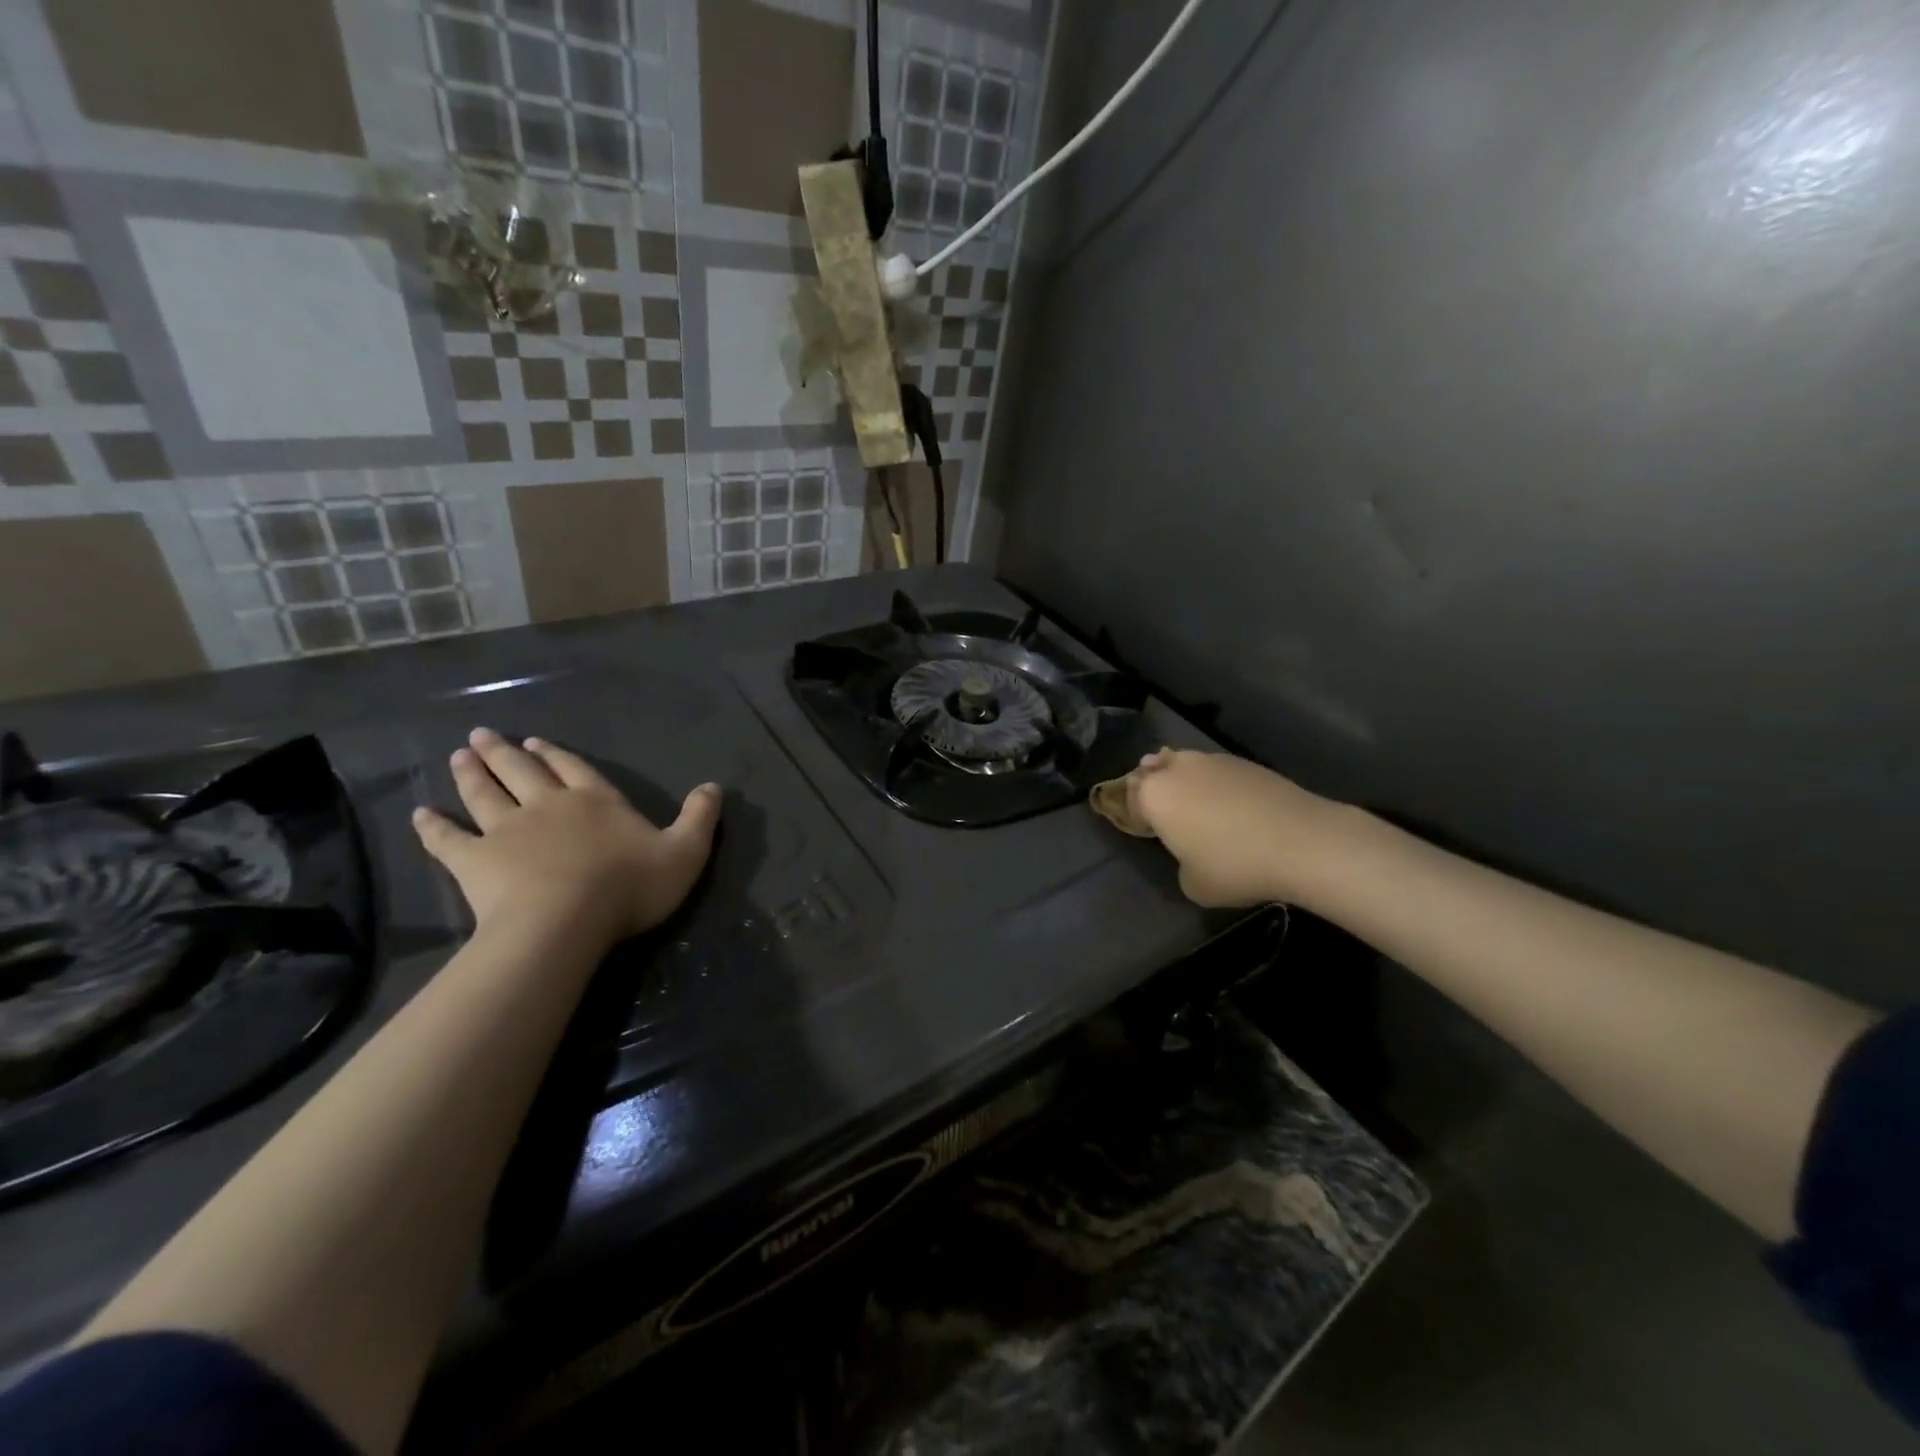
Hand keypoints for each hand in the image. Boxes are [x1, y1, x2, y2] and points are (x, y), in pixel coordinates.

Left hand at [413, 728, 720, 947]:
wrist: (566, 920)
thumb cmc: (630, 886)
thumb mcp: (685, 852)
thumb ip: (700, 818)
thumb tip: (714, 786)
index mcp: (596, 801)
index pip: (575, 769)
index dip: (557, 755)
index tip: (536, 741)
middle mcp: (548, 805)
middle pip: (522, 772)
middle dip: (505, 753)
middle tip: (482, 735)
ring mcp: (506, 831)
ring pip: (484, 794)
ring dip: (471, 774)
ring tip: (458, 755)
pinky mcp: (475, 862)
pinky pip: (447, 840)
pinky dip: (432, 826)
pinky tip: (420, 814)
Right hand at [1126, 749, 1345, 907]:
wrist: (1301, 842)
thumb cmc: (1234, 866)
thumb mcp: (1193, 884)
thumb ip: (1180, 863)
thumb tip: (1192, 853)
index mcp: (1154, 796)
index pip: (1129, 798)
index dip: (1134, 814)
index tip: (1144, 830)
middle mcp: (1177, 769)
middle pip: (1153, 771)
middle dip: (1153, 786)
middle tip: (1165, 811)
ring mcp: (1212, 760)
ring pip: (1184, 764)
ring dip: (1184, 780)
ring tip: (1197, 806)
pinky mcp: (1245, 762)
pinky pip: (1216, 770)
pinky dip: (1215, 783)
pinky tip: (1230, 806)